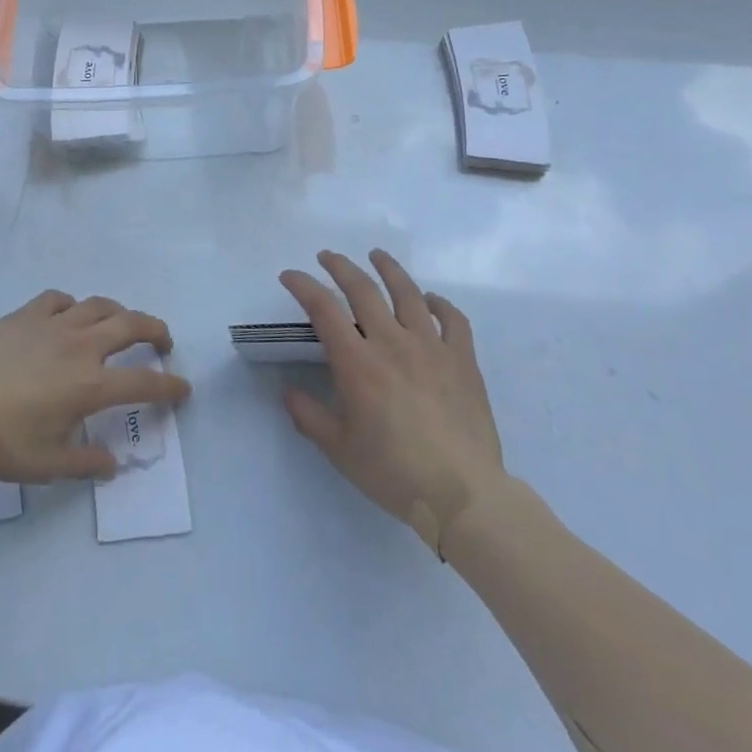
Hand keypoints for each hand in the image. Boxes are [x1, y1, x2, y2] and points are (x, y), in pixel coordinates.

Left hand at [0, 291, 190, 483]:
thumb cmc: (1, 444)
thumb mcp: (47, 465)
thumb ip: (85, 465)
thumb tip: (113, 464)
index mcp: (90, 386)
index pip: (143, 383)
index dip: (169, 386)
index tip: (183, 389)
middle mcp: (80, 347)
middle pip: (131, 325)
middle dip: (155, 330)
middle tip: (163, 341)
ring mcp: (52, 325)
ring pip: (98, 305)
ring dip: (118, 312)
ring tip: (121, 322)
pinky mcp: (25, 315)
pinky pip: (58, 299)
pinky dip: (72, 305)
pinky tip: (68, 315)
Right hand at [279, 249, 504, 551]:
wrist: (463, 496)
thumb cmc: (394, 473)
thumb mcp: (340, 450)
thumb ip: (309, 416)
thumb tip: (288, 391)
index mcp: (358, 363)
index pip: (323, 308)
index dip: (303, 285)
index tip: (289, 276)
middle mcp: (392, 342)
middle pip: (363, 289)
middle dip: (340, 266)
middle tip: (327, 256)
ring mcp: (432, 347)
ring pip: (408, 293)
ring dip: (388, 269)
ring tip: (376, 255)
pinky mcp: (463, 360)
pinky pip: (453, 319)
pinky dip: (440, 304)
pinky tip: (431, 300)